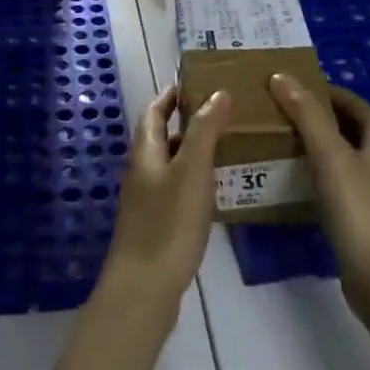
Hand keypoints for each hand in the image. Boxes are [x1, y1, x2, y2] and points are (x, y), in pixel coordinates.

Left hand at [97, 86, 229, 320]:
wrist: (145, 287)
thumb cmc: (169, 223)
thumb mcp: (192, 171)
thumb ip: (204, 131)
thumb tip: (217, 93)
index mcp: (144, 152)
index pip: (154, 111)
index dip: (172, 95)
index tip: (197, 82)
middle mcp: (141, 170)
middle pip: (160, 135)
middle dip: (187, 121)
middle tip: (223, 112)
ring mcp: (145, 199)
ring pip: (170, 163)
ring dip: (193, 150)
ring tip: (228, 145)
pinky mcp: (155, 223)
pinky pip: (175, 188)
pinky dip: (194, 178)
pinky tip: (217, 188)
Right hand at [269, 73, 369, 321]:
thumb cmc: (361, 211)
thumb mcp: (330, 155)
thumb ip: (306, 114)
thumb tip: (281, 76)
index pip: (346, 99)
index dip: (314, 89)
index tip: (278, 87)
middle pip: (342, 124)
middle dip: (309, 116)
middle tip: (269, 112)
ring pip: (338, 154)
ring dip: (309, 145)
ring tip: (271, 141)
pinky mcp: (365, 215)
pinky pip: (335, 181)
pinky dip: (313, 173)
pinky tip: (288, 179)